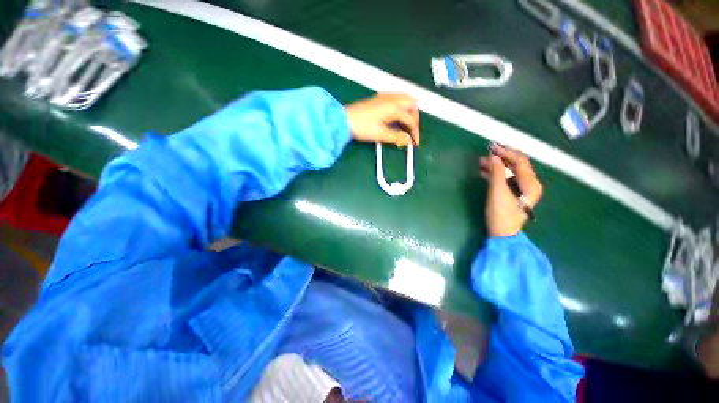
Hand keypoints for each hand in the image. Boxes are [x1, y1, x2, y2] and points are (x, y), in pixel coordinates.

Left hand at [345, 93, 419, 146]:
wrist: (344, 120)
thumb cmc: (362, 127)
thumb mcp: (381, 134)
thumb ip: (397, 137)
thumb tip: (408, 140)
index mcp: (394, 106)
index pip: (410, 119)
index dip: (414, 132)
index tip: (415, 143)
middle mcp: (392, 98)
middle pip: (412, 105)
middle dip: (415, 118)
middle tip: (413, 132)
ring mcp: (385, 97)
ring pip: (405, 101)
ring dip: (409, 113)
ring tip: (407, 127)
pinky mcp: (379, 99)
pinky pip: (396, 101)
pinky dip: (401, 110)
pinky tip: (397, 119)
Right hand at [480, 144, 542, 237]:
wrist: (502, 233)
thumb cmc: (501, 213)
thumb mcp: (497, 191)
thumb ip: (497, 173)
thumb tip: (494, 157)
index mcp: (530, 183)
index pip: (520, 161)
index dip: (506, 152)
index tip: (492, 148)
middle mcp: (529, 184)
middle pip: (516, 165)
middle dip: (501, 158)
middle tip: (486, 153)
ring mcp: (522, 189)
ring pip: (509, 172)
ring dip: (496, 166)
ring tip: (481, 162)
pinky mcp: (513, 194)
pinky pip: (505, 179)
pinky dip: (496, 174)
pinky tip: (484, 171)